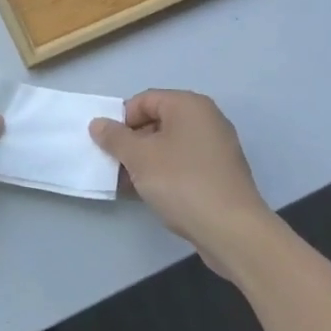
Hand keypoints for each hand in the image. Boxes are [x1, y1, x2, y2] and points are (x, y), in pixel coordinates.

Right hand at [89, 90, 271, 260]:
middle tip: (116, 165)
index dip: (122, 120)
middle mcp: (206, 119)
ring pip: (169, 146)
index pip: (144, 100)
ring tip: (128, 183)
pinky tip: (150, 193)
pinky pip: (184, 164)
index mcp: (189, 105)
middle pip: (157, 121)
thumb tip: (98, 124)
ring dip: (145, 161)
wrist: (232, 230)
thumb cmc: (181, 182)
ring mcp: (217, 148)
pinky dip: (165, 173)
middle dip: (132, 142)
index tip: (109, 145)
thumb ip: (114, 137)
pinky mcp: (220, 174)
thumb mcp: (139, 157)